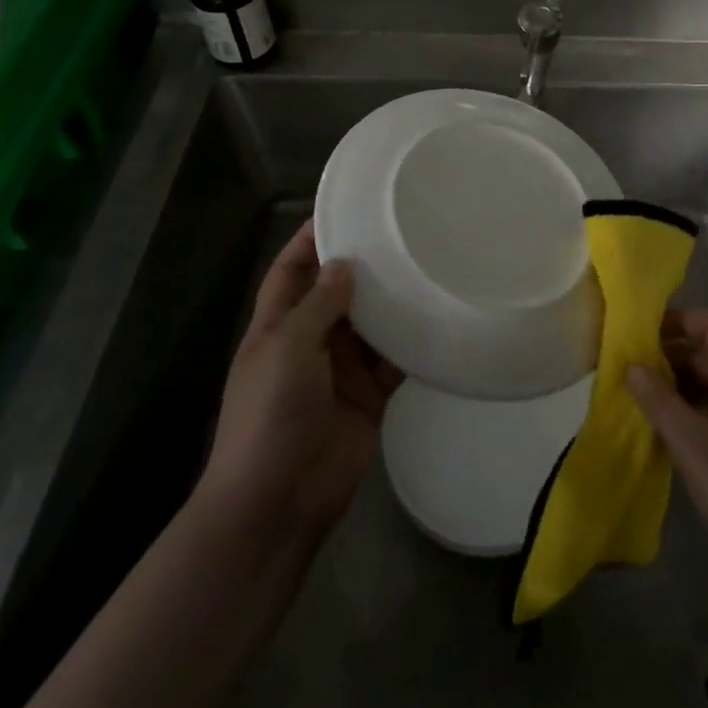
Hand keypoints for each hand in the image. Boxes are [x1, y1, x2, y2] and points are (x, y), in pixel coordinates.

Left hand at [198, 220, 402, 533]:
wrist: (279, 500)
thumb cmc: (270, 415)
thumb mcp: (287, 349)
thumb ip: (319, 305)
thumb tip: (344, 265)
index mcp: (277, 326)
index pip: (292, 270)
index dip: (309, 239)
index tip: (341, 207)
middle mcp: (311, 340)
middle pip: (337, 291)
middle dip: (362, 264)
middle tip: (402, 229)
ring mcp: (341, 368)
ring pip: (371, 322)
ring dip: (392, 299)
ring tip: (427, 262)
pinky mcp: (370, 393)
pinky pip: (395, 358)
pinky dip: (412, 341)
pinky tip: (438, 315)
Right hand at [626, 308, 707, 594]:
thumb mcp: (694, 447)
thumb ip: (660, 401)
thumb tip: (631, 364)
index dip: (676, 320)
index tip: (638, 333)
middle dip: (670, 351)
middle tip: (629, 365)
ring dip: (678, 380)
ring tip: (639, 393)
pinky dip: (690, 405)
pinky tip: (665, 425)